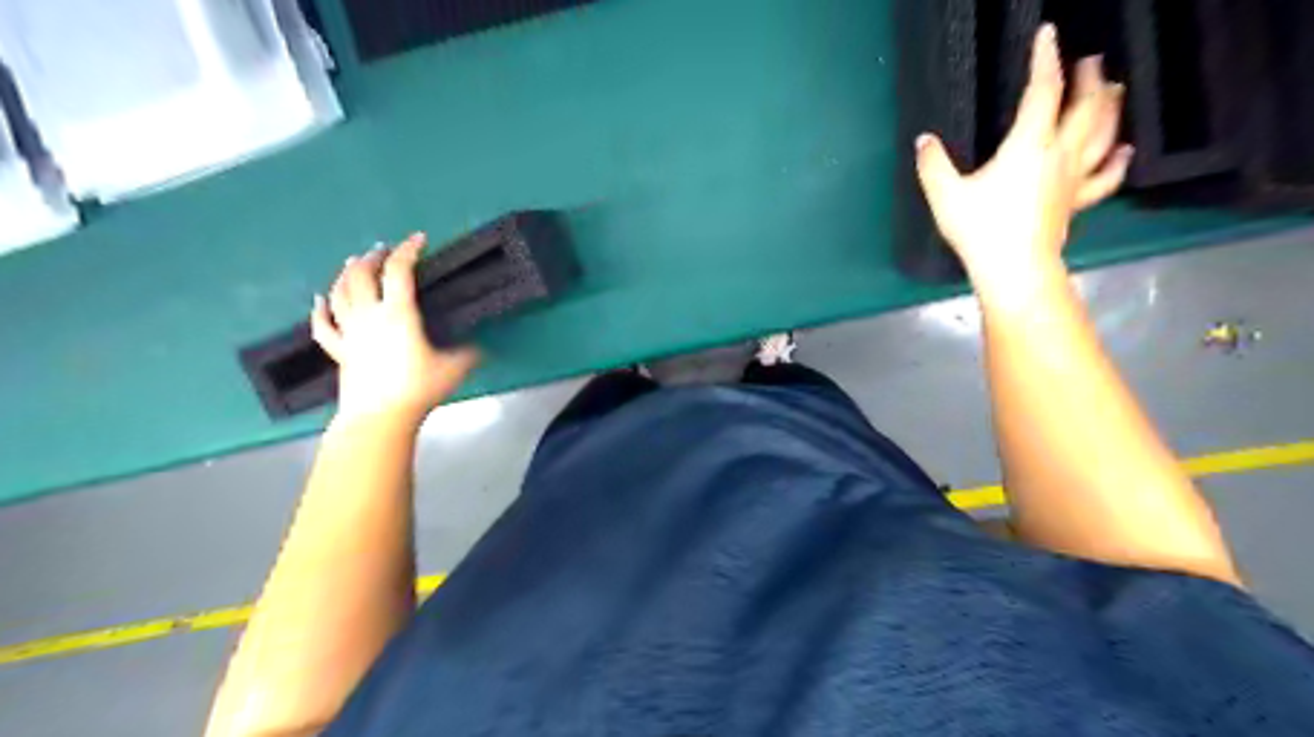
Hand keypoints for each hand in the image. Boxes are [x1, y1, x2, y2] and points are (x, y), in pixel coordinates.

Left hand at [310, 234, 479, 423]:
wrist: (379, 417)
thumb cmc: (417, 389)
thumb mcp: (453, 368)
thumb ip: (468, 354)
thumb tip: (481, 349)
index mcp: (398, 314)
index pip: (399, 271)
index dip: (408, 250)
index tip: (419, 239)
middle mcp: (370, 315)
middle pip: (363, 275)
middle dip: (374, 258)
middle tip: (384, 250)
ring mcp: (350, 332)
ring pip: (340, 293)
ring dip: (346, 273)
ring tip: (354, 262)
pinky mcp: (339, 350)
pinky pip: (323, 325)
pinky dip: (320, 309)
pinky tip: (319, 299)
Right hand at [916, 22, 1135, 286]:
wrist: (1014, 269)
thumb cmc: (980, 229)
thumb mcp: (945, 195)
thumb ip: (933, 165)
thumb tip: (924, 140)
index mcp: (1029, 144)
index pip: (1043, 90)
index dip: (1046, 59)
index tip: (1048, 34)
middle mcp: (1060, 153)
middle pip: (1086, 106)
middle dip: (1090, 78)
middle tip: (1092, 59)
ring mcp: (1074, 178)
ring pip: (1104, 134)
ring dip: (1110, 108)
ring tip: (1115, 89)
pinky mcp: (1078, 201)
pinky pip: (1106, 176)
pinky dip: (1119, 160)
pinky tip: (1126, 150)